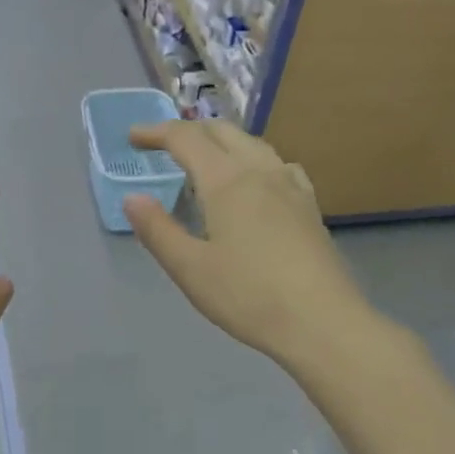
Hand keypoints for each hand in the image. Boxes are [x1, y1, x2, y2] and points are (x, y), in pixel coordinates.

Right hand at [123, 121, 376, 370]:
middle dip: (188, 131)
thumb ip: (157, 230)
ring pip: (253, 144)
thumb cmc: (248, 296)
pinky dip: (252, 159)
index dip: (156, 133)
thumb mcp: (189, 268)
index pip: (186, 139)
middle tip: (162, 145)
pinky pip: (277, 164)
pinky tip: (254, 181)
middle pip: (223, 132)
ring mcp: (291, 187)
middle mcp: (261, 172)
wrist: (322, 323)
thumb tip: (132, 198)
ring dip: (221, 141)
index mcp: (227, 181)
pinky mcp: (309, 207)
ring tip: (203, 160)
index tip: (132, 138)